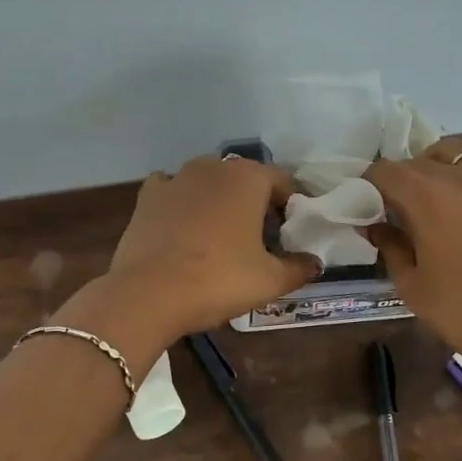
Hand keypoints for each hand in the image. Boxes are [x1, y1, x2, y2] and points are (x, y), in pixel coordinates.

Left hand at [85, 157, 319, 351]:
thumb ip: (298, 268)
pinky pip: (172, 191)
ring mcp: (175, 178)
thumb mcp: (270, 280)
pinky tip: (182, 227)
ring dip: (219, 202)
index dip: (292, 207)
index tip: (292, 234)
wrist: (149, 293)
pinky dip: (182, 203)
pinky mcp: (146, 197)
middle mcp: (213, 167)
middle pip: (245, 180)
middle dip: (256, 203)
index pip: (283, 181)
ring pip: (208, 183)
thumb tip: (315, 263)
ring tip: (221, 236)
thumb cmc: (219, 280)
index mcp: (248, 178)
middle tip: (261, 239)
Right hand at [366, 140, 461, 375]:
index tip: (367, 209)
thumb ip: (389, 246)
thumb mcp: (411, 285)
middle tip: (396, 214)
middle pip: (416, 161)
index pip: (384, 171)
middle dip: (399, 182)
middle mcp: (459, 177)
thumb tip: (375, 225)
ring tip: (433, 200)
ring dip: (434, 170)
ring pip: (452, 154)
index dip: (369, 186)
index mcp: (427, 198)